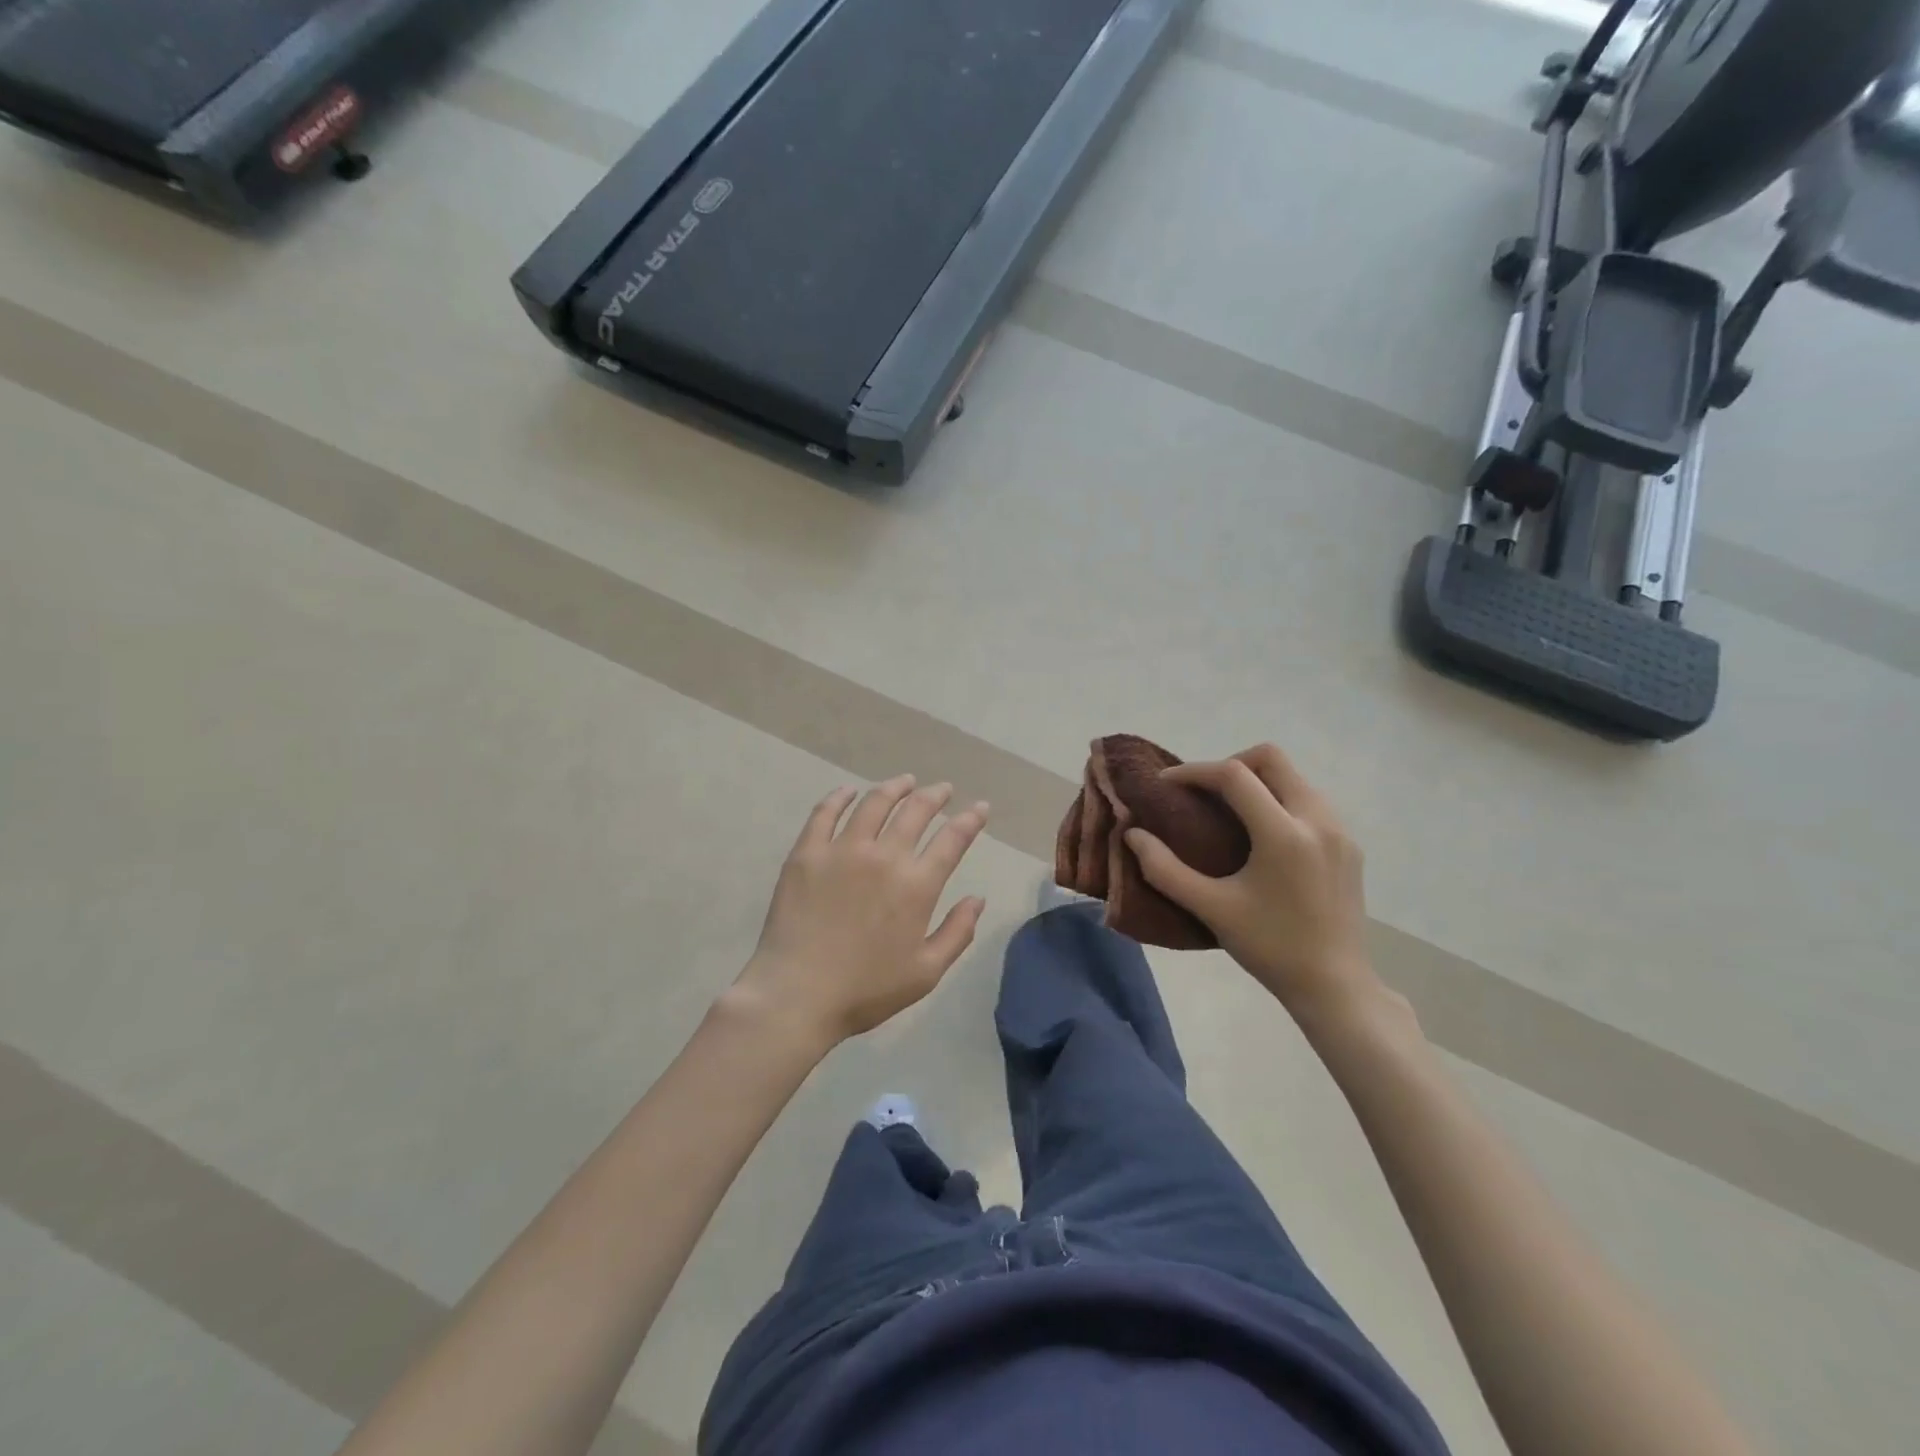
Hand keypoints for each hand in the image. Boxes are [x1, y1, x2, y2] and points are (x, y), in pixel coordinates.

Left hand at [731, 776, 989, 1050]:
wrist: (796, 994)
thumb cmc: (865, 990)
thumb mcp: (926, 972)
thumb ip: (957, 933)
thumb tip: (977, 898)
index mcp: (917, 885)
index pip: (952, 839)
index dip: (970, 819)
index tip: (980, 807)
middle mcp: (884, 856)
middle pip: (916, 811)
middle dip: (935, 796)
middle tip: (943, 789)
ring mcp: (842, 850)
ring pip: (874, 804)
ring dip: (894, 788)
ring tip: (905, 782)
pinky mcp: (807, 853)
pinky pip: (825, 813)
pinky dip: (840, 797)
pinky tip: (849, 792)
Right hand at [1125, 745, 1381, 1022]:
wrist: (1335, 987)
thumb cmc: (1270, 947)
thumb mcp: (1211, 909)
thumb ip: (1165, 870)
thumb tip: (1132, 834)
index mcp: (1283, 834)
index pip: (1234, 776)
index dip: (1194, 772)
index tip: (1166, 785)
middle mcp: (1318, 820)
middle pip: (1272, 758)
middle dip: (1230, 764)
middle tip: (1203, 793)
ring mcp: (1340, 831)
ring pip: (1294, 777)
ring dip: (1257, 782)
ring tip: (1228, 811)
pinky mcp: (1349, 846)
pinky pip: (1310, 801)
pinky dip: (1279, 800)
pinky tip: (1262, 835)